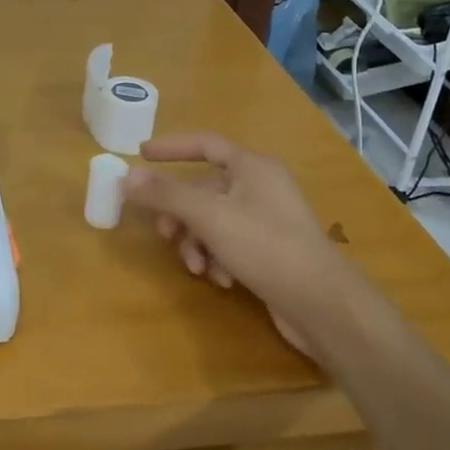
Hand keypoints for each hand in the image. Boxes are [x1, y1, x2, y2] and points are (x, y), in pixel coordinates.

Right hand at [123, 132, 347, 357]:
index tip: (141, 153)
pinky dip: (218, 258)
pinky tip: (222, 280)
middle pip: (205, 189)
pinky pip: (230, 243)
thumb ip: (167, 195)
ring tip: (198, 267)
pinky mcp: (270, 251)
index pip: (205, 144)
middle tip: (164, 234)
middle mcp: (261, 186)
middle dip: (181, 214)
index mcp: (252, 167)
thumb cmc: (266, 246)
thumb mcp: (210, 217)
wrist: (322, 305)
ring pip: (214, 221)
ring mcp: (268, 220)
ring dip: (198, 243)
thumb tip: (127, 176)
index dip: (172, 147)